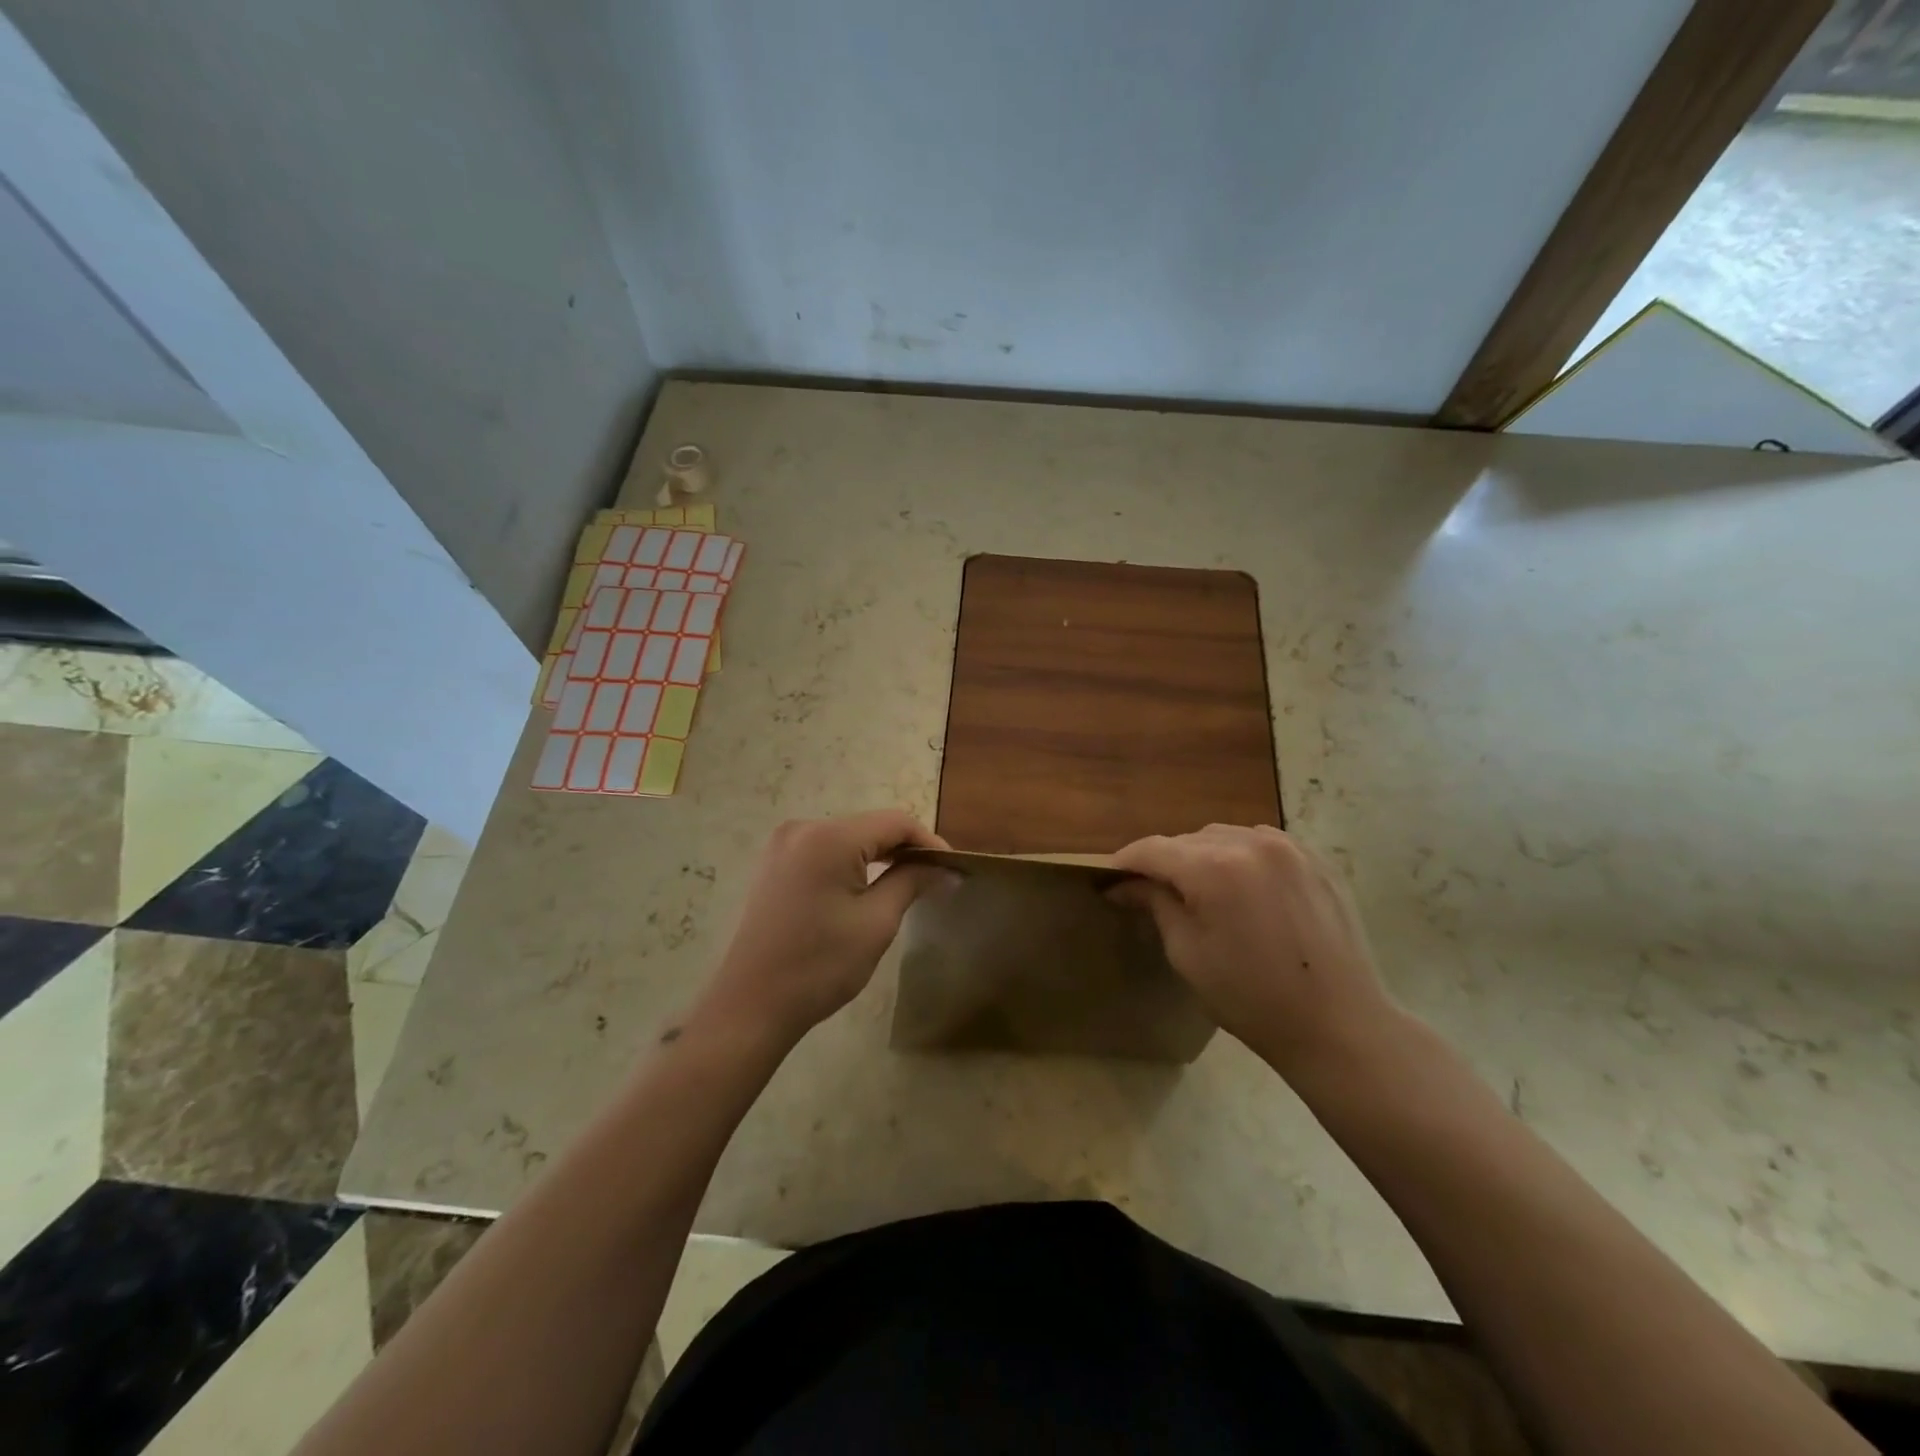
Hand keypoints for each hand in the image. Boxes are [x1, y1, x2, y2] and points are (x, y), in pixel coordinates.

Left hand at [695, 811, 949, 1049]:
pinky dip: (852, 863)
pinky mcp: (775, 864)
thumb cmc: (820, 965)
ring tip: (909, 883)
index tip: (953, 868)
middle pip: (870, 826)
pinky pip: (825, 851)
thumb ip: (913, 882)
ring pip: (848, 838)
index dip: (929, 842)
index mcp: (829, 837)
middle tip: (936, 879)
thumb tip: (947, 868)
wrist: (751, 1005)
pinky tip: (868, 887)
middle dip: (905, 849)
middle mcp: (804, 828)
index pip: (895, 822)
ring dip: (880, 856)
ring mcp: (784, 845)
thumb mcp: (876, 922)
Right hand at [1111, 824, 1396, 1078]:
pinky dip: (1240, 858)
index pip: (1152, 849)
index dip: (1124, 862)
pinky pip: (1261, 844)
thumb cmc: (1252, 999)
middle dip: (1164, 862)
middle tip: (1150, 892)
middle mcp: (1251, 842)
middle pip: (1188, 840)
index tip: (1107, 880)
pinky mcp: (1315, 859)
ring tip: (1199, 891)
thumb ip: (1155, 904)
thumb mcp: (1188, 954)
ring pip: (1224, 837)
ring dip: (1202, 856)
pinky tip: (1241, 889)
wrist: (1340, 1025)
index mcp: (1215, 867)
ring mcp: (1289, 847)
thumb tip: (1124, 885)